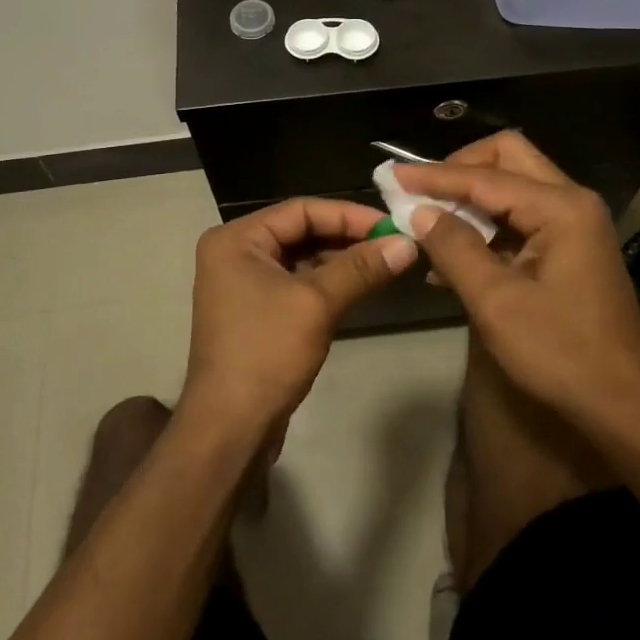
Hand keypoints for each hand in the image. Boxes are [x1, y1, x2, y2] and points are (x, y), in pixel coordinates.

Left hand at [183, 198, 417, 441]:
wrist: (230, 428)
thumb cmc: (266, 353)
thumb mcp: (317, 304)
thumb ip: (361, 268)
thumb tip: (408, 242)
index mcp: (237, 239)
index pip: (301, 210)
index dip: (349, 215)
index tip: (392, 225)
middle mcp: (236, 253)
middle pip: (301, 231)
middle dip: (348, 237)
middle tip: (395, 243)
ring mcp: (244, 283)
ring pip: (302, 258)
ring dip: (342, 260)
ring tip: (387, 262)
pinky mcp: (257, 311)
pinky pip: (298, 283)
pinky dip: (329, 282)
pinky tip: (362, 285)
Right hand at [397, 133, 639, 433]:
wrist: (626, 407)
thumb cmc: (562, 354)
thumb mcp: (497, 302)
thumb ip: (454, 248)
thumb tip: (419, 212)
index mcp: (560, 207)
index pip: (485, 176)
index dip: (434, 176)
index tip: (391, 176)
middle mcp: (571, 202)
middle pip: (507, 159)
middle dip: (459, 169)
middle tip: (420, 191)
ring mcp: (574, 224)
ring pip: (513, 187)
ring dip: (470, 199)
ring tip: (426, 222)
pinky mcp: (570, 248)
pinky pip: (520, 219)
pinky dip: (486, 226)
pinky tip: (451, 257)